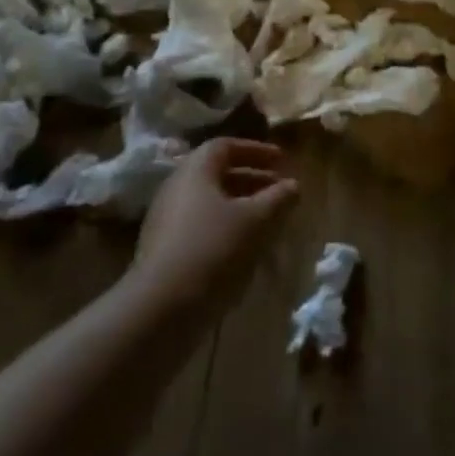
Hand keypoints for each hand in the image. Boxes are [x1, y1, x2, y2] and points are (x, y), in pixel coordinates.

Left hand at [129, 138, 297, 312]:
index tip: (282, 160)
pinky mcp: (164, 250)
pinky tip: (245, 249)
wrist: (161, 309)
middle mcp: (176, 188)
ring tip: (268, 222)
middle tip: (279, 191)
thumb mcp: (256, 221)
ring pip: (210, 203)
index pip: (225, 146)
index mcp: (195, 170)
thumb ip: (278, 198)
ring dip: (241, 207)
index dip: (256, 150)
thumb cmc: (213, 249)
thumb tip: (294, 185)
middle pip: (217, 174)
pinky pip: (201, 227)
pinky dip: (226, 228)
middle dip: (252, 179)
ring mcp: (166, 220)